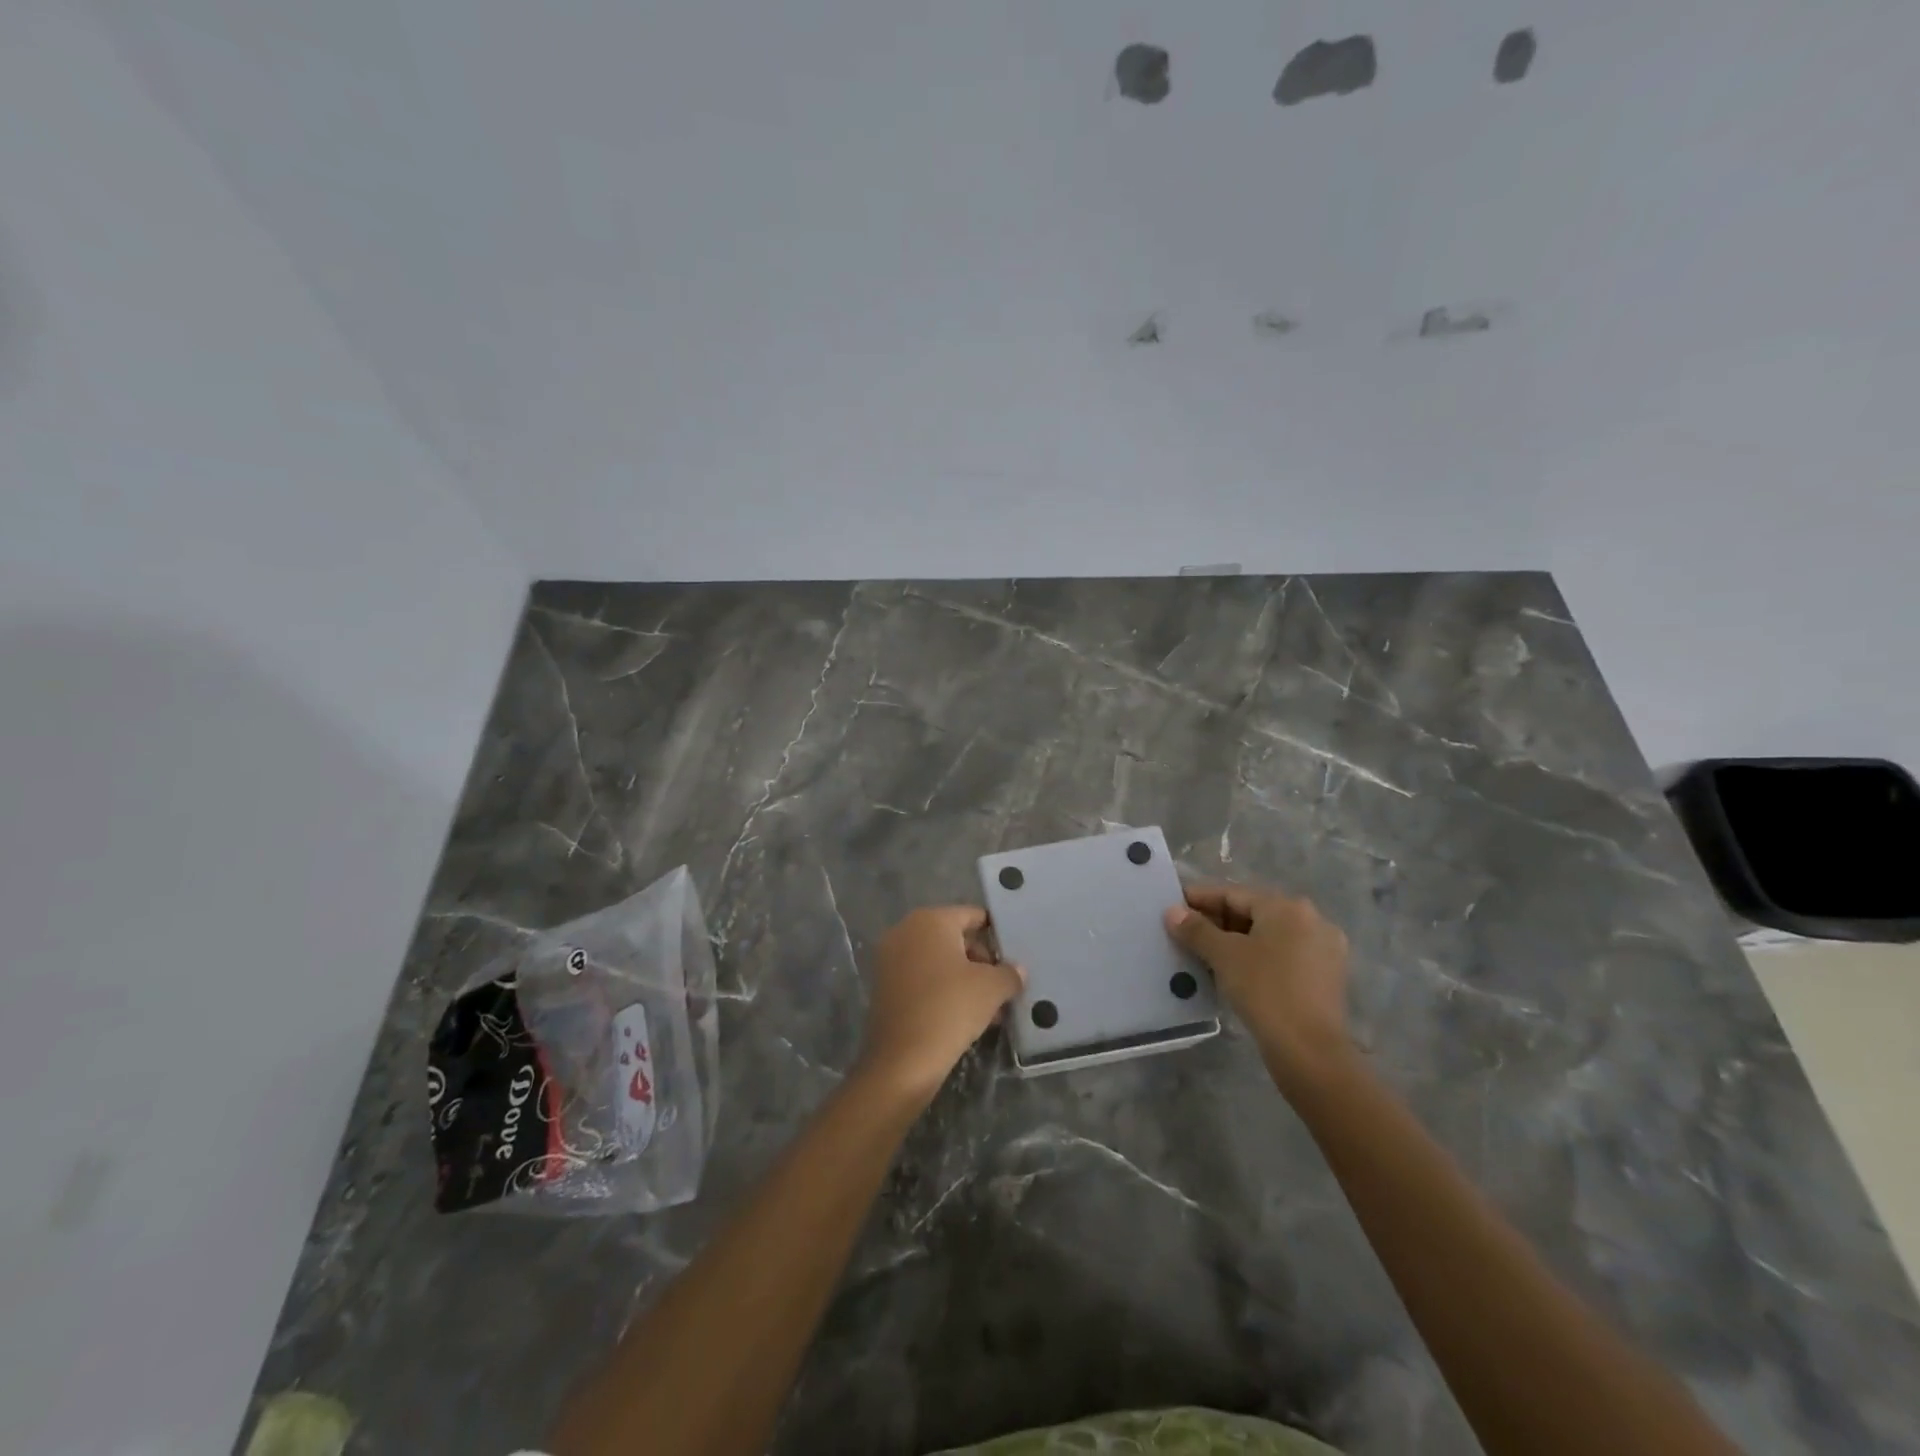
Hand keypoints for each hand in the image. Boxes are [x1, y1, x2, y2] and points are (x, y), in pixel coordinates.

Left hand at [854, 906, 1022, 1108]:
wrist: (902, 1060)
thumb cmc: (950, 1008)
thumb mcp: (992, 988)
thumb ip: (1009, 973)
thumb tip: (1017, 970)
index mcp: (930, 920)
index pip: (972, 915)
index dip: (995, 933)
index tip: (1013, 954)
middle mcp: (905, 931)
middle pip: (954, 938)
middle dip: (981, 960)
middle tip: (1003, 984)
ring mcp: (891, 959)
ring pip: (939, 961)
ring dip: (965, 979)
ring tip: (992, 1006)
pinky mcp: (885, 987)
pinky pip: (923, 979)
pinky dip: (944, 991)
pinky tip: (967, 1016)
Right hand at [1165, 883, 1351, 1093]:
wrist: (1309, 1051)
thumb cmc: (1264, 990)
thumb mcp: (1224, 956)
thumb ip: (1196, 930)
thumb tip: (1172, 912)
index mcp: (1288, 907)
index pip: (1234, 894)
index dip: (1200, 898)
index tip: (1174, 906)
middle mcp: (1312, 920)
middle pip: (1253, 912)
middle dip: (1218, 921)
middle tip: (1186, 932)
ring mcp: (1324, 949)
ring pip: (1269, 936)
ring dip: (1236, 941)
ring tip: (1205, 953)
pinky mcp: (1326, 977)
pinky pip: (1283, 955)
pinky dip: (1257, 957)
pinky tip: (1235, 971)